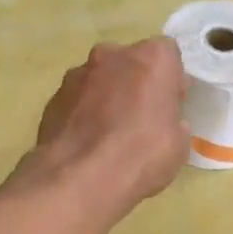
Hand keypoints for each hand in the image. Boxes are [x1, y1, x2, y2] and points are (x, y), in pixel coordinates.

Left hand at [17, 37, 189, 217]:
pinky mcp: (53, 97)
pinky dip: (83, 113)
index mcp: (151, 59)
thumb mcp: (179, 144)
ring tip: (109, 135)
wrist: (79, 178)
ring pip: (100, 79)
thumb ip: (172, 121)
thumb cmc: (141, 155)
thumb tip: (164, 122)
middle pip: (130, 63)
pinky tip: (87, 143)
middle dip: (135, 83)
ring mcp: (77, 74)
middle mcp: (112, 55)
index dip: (170, 80)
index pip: (168, 55)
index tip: (170, 106)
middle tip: (140, 119)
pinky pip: (77, 99)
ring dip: (107, 97)